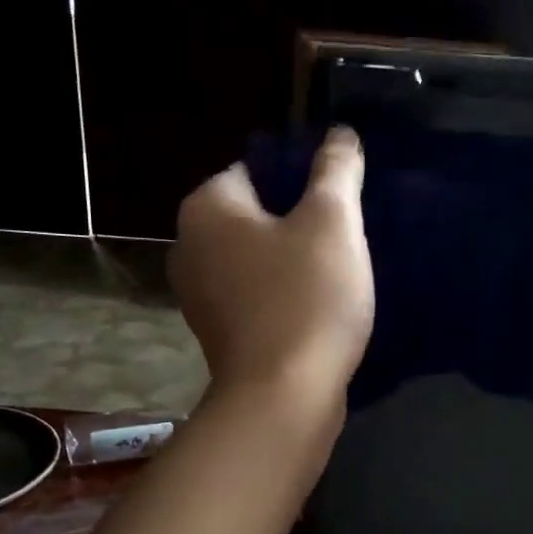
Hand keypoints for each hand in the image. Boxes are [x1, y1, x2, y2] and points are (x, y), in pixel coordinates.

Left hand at [169, 127, 373, 411]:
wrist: (283, 398)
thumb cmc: (305, 300)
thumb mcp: (332, 223)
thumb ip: (336, 171)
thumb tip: (340, 135)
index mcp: (206, 208)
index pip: (256, 169)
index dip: (302, 181)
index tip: (338, 206)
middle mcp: (188, 246)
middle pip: (256, 216)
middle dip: (299, 223)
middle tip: (344, 241)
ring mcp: (199, 296)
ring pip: (257, 260)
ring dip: (294, 263)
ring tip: (337, 276)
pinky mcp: (219, 334)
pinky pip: (256, 297)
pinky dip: (283, 297)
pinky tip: (317, 310)